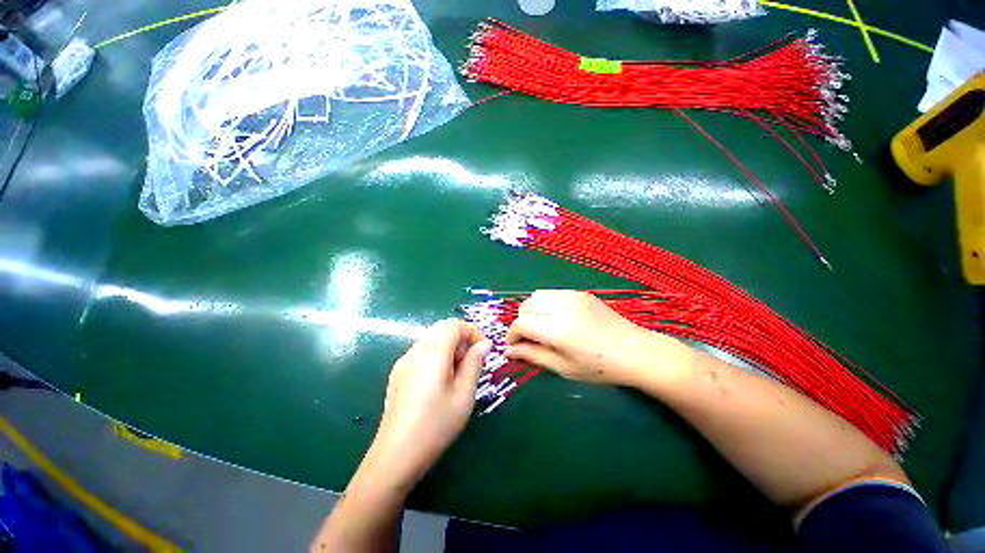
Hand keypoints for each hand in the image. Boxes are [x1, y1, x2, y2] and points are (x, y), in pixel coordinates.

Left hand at [368, 319, 489, 488]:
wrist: (396, 455)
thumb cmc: (436, 424)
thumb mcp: (464, 394)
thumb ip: (474, 363)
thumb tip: (483, 344)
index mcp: (433, 352)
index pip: (454, 324)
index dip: (472, 332)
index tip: (483, 350)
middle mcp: (416, 350)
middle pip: (442, 329)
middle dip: (461, 339)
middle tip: (471, 363)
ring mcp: (404, 361)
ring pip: (432, 339)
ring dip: (449, 347)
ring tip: (457, 374)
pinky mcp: (398, 373)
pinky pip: (422, 352)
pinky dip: (437, 356)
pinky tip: (439, 381)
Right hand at [505, 290, 684, 386]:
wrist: (635, 351)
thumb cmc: (599, 367)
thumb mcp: (563, 368)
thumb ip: (532, 356)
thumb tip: (508, 351)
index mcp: (557, 329)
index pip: (521, 324)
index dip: (512, 335)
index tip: (514, 346)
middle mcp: (562, 307)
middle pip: (526, 305)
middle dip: (521, 321)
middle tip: (529, 338)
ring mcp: (572, 296)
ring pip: (537, 295)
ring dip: (532, 310)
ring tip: (541, 326)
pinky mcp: (579, 293)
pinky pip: (552, 293)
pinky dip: (546, 303)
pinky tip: (556, 318)